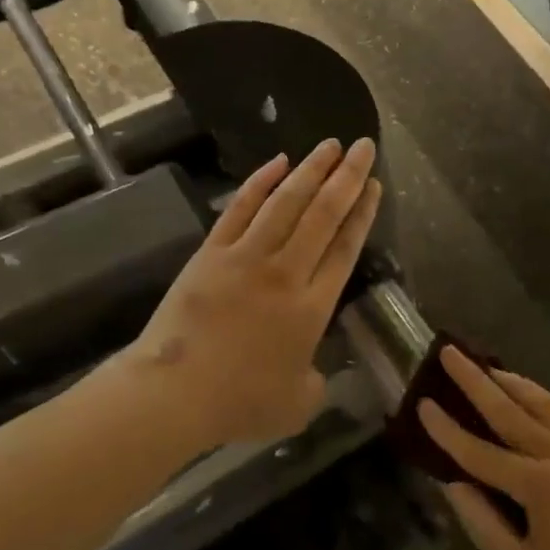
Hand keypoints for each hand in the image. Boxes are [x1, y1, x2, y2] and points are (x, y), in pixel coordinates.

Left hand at [128, 138, 381, 449]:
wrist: (175, 392)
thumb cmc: (240, 402)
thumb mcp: (297, 404)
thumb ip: (316, 382)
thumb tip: (314, 369)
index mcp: (312, 307)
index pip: (345, 248)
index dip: (363, 214)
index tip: (374, 185)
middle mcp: (285, 272)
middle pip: (323, 214)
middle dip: (348, 178)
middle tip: (364, 146)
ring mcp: (246, 256)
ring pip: (286, 202)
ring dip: (311, 170)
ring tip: (330, 145)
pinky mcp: (212, 252)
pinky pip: (241, 208)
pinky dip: (260, 182)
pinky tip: (278, 161)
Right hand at [420, 348, 549, 549]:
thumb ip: (482, 521)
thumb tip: (453, 483)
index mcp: (539, 486)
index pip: (480, 452)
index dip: (447, 431)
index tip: (421, 403)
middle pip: (510, 411)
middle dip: (475, 381)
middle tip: (449, 352)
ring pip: (541, 406)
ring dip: (511, 382)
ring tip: (486, 366)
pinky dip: (539, 398)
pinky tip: (527, 395)